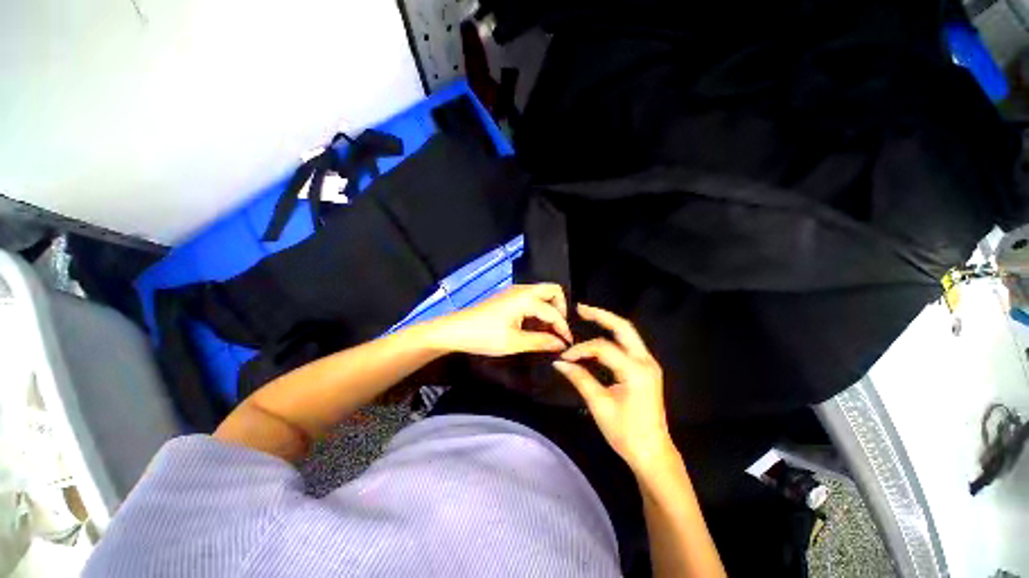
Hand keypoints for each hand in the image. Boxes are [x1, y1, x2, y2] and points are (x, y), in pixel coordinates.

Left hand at [428, 284, 571, 356]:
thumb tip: (562, 343)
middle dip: (560, 308)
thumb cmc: (485, 336)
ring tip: (548, 329)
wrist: (455, 330)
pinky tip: (534, 324)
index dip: (563, 328)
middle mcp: (523, 289)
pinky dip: (538, 308)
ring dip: (549, 308)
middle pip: (552, 290)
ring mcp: (514, 291)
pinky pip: (531, 297)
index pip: (554, 312)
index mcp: (526, 298)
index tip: (567, 344)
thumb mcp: (515, 343)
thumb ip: (541, 341)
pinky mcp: (507, 296)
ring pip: (541, 293)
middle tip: (558, 329)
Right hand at [553, 304, 674, 474]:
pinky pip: (629, 344)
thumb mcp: (599, 405)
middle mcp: (646, 361)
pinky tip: (601, 334)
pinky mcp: (646, 368)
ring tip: (588, 315)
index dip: (581, 349)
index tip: (564, 357)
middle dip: (601, 315)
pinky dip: (613, 335)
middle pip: (624, 328)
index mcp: (636, 371)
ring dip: (608, 323)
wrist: (653, 453)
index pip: (603, 348)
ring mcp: (649, 363)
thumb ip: (579, 379)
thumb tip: (559, 363)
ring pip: (628, 333)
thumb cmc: (626, 433)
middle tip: (580, 308)